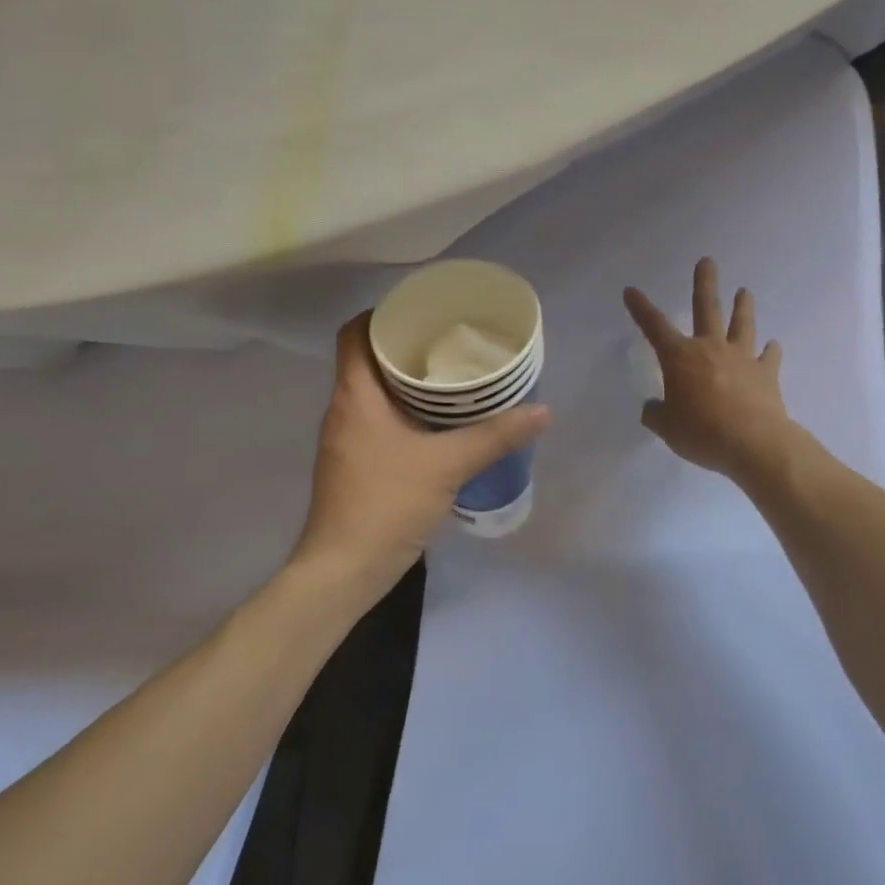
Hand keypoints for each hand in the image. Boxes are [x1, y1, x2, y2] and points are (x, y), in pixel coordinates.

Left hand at [293, 313, 550, 603]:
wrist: (343, 571)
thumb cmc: (386, 504)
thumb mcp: (447, 465)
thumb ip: (494, 436)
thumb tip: (542, 411)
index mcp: (354, 395)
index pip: (354, 333)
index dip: (382, 314)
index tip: (421, 312)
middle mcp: (343, 409)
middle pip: (366, 359)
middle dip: (405, 346)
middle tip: (449, 340)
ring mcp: (345, 438)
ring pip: (373, 391)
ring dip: (405, 380)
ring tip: (450, 375)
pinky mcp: (353, 463)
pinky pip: (377, 418)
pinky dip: (403, 410)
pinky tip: (437, 422)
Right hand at [624, 259, 805, 482]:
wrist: (754, 444)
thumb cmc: (702, 432)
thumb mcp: (667, 428)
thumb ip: (657, 414)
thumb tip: (654, 408)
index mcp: (680, 357)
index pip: (654, 326)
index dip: (640, 308)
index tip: (631, 290)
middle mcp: (710, 348)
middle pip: (706, 308)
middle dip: (704, 283)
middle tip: (707, 261)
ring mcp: (741, 359)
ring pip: (741, 325)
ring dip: (743, 307)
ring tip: (745, 290)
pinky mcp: (766, 375)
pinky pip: (769, 357)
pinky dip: (771, 350)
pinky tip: (773, 345)